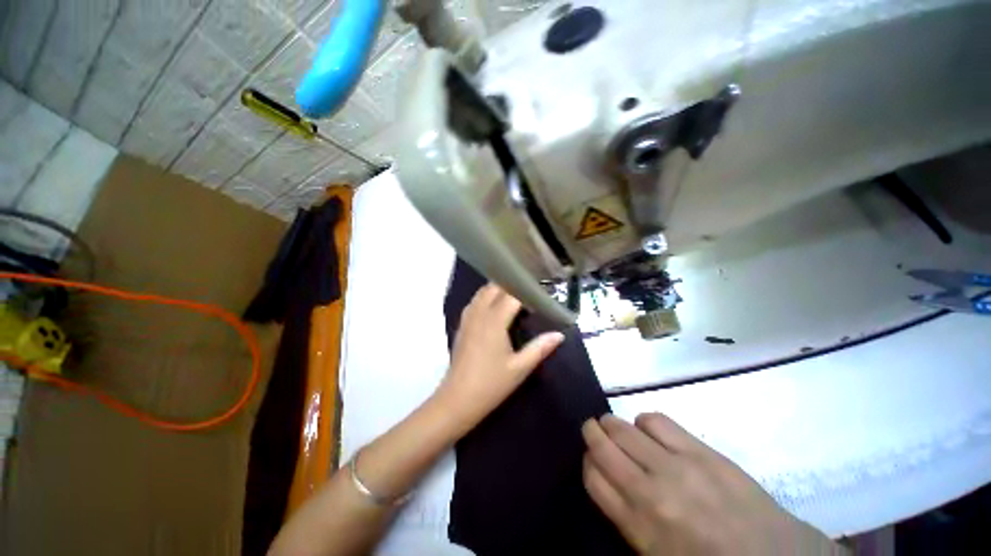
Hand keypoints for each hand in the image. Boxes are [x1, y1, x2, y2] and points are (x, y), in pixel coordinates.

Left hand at [435, 284, 564, 430]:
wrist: (457, 399)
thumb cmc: (491, 384)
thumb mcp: (520, 368)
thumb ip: (540, 348)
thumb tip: (559, 334)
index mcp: (494, 320)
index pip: (512, 294)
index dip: (526, 289)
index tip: (541, 290)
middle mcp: (479, 313)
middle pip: (494, 287)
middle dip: (512, 284)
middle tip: (528, 291)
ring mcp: (468, 318)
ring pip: (482, 292)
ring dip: (497, 289)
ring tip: (514, 296)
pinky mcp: (462, 325)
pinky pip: (474, 301)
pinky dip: (485, 297)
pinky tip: (494, 307)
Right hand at [582, 414, 842, 555]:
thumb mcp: (656, 555)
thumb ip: (625, 517)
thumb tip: (607, 479)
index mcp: (639, 525)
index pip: (593, 477)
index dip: (587, 462)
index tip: (590, 458)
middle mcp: (651, 490)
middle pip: (603, 446)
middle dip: (591, 433)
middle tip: (592, 429)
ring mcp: (677, 466)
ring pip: (624, 428)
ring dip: (612, 424)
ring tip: (614, 426)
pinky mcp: (701, 450)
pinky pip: (656, 420)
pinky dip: (643, 421)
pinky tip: (647, 430)